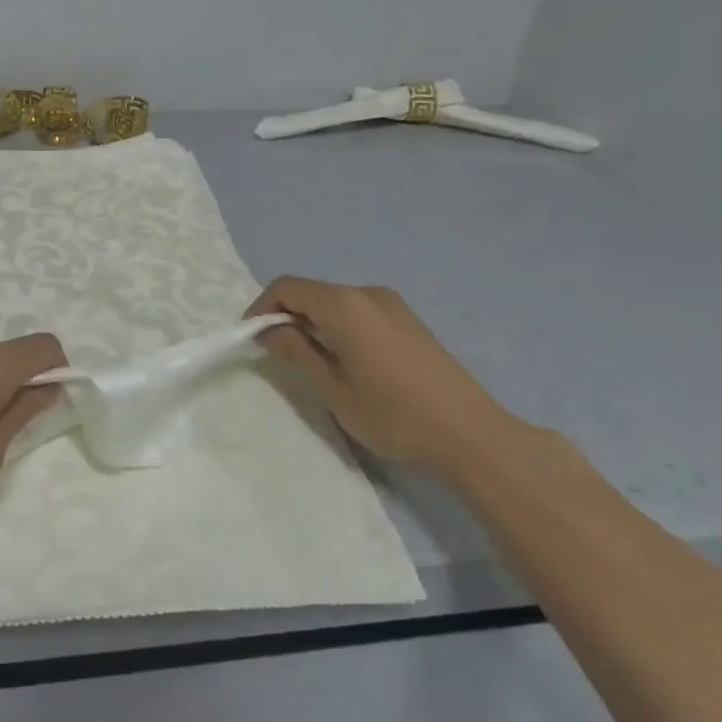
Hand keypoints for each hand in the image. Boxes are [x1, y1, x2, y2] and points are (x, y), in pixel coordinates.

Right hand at [246, 277, 524, 472]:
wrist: (470, 434)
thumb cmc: (392, 414)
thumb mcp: (332, 388)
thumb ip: (297, 351)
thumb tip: (268, 330)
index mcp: (344, 304)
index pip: (286, 287)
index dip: (261, 308)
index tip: (251, 339)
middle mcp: (367, 293)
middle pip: (311, 292)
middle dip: (286, 316)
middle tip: (275, 353)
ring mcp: (392, 305)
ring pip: (335, 302)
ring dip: (312, 322)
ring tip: (308, 361)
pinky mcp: (408, 320)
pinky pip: (358, 312)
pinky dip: (337, 326)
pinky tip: (344, 361)